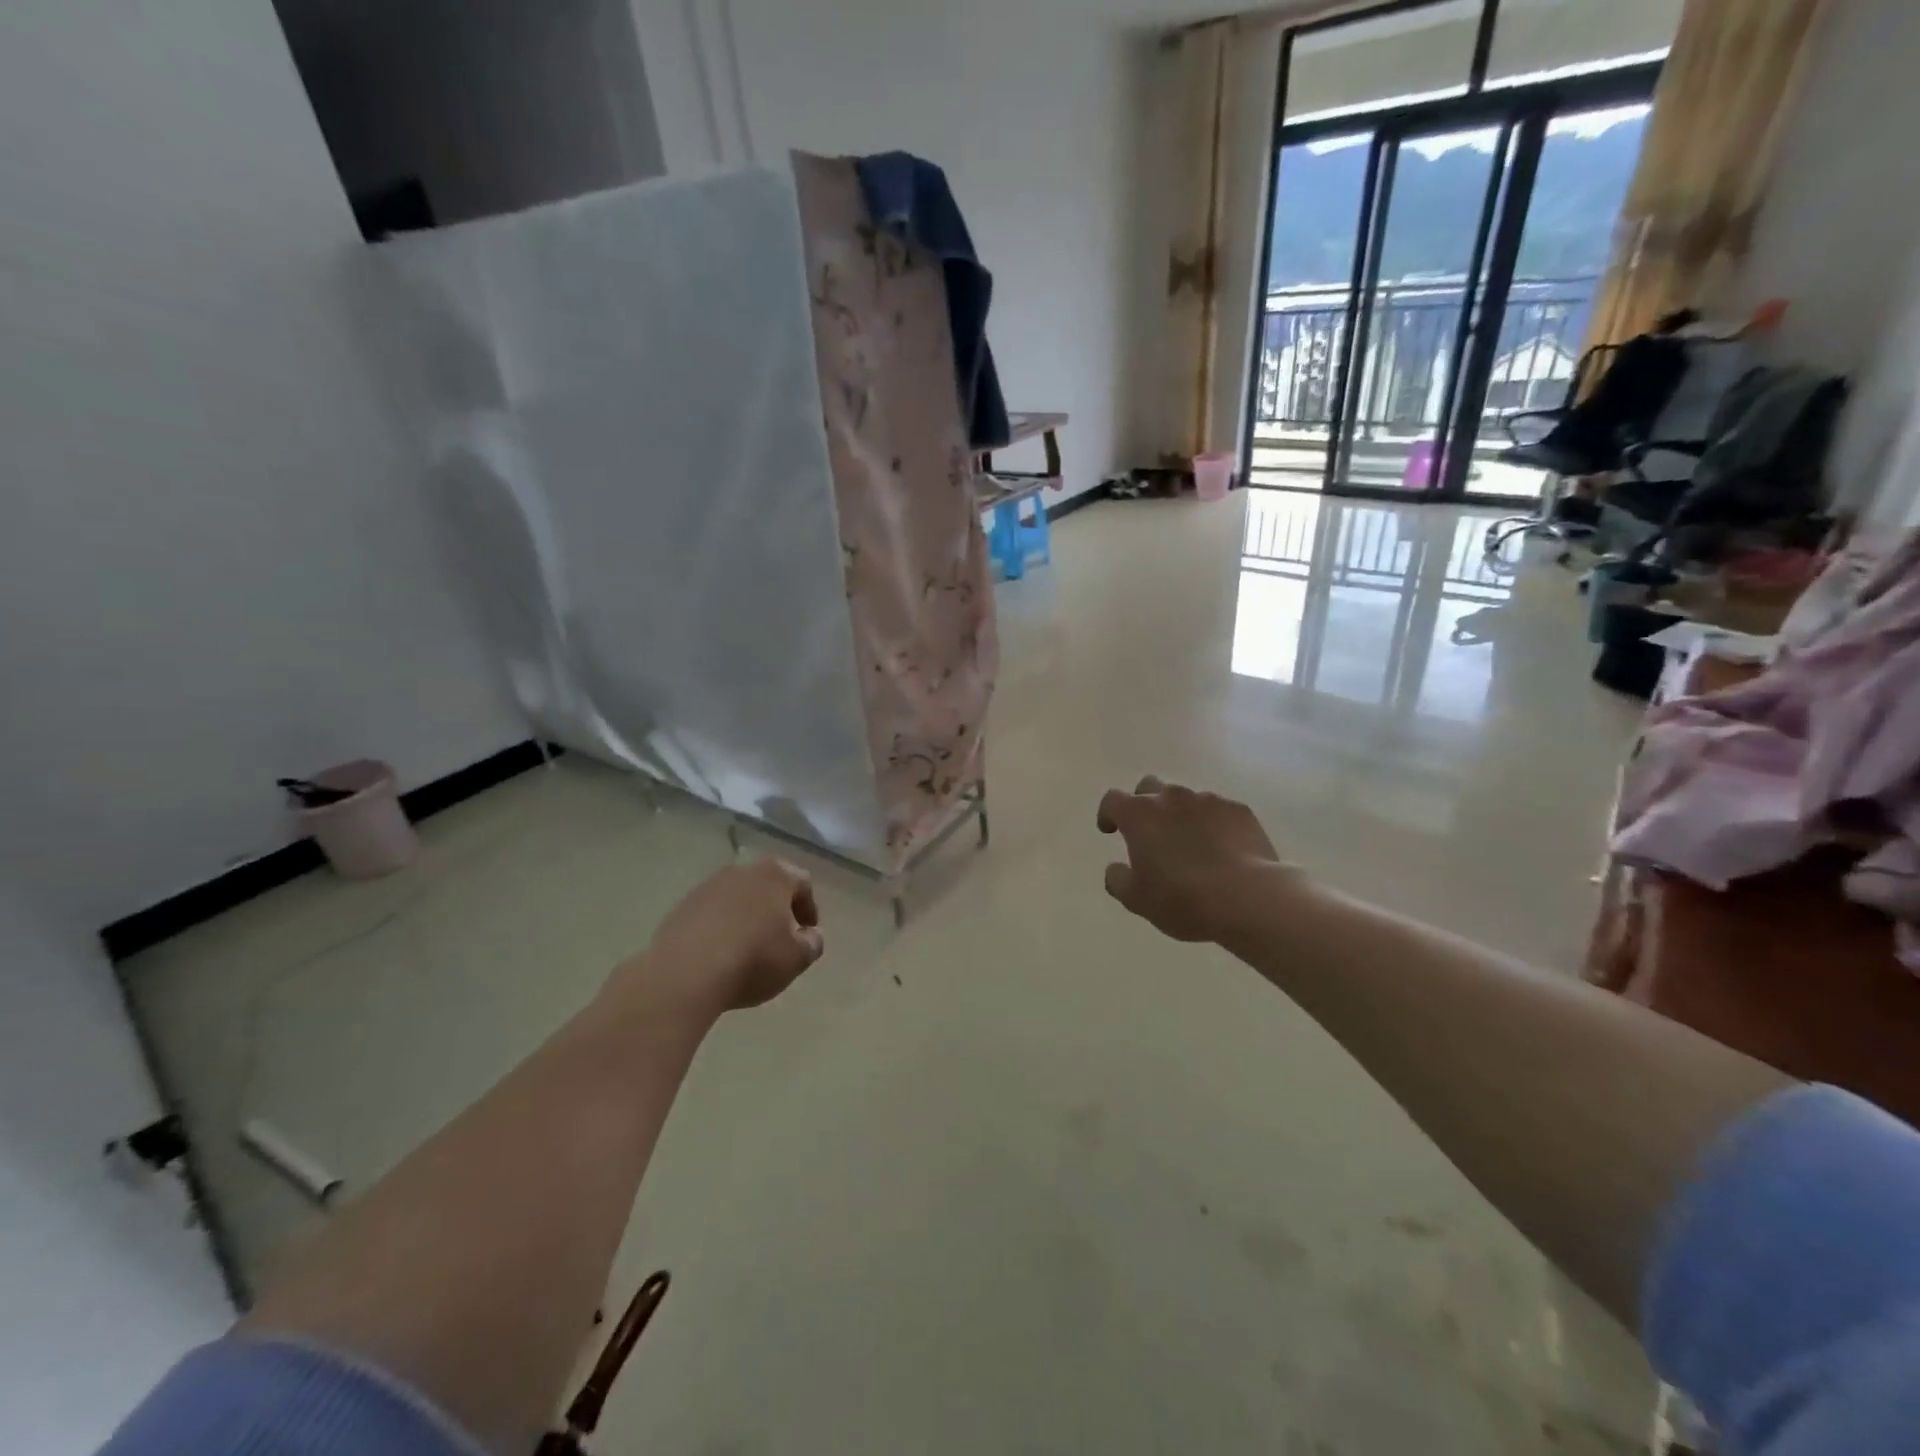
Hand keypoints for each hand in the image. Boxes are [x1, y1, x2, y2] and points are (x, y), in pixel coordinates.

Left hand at [615, 860, 825, 1019]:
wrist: (685, 974)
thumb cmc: (753, 960)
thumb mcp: (797, 958)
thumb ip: (812, 943)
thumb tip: (810, 935)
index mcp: (775, 875)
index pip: (802, 883)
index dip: (809, 908)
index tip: (807, 933)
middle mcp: (742, 871)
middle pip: (767, 885)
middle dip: (776, 909)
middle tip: (780, 937)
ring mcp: (708, 887)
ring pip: (737, 898)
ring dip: (746, 917)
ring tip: (747, 948)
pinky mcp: (682, 907)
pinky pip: (711, 913)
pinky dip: (720, 927)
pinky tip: (719, 954)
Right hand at [1096, 776, 1301, 943]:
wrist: (1248, 898)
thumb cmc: (1182, 899)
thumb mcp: (1137, 900)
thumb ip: (1118, 879)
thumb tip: (1115, 868)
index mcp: (1139, 814)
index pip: (1112, 800)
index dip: (1108, 814)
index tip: (1109, 830)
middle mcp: (1171, 797)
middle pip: (1149, 786)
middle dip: (1144, 803)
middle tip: (1149, 831)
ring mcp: (1208, 800)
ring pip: (1186, 799)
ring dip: (1181, 815)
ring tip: (1191, 844)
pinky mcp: (1239, 810)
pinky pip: (1218, 811)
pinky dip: (1213, 824)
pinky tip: (1221, 848)